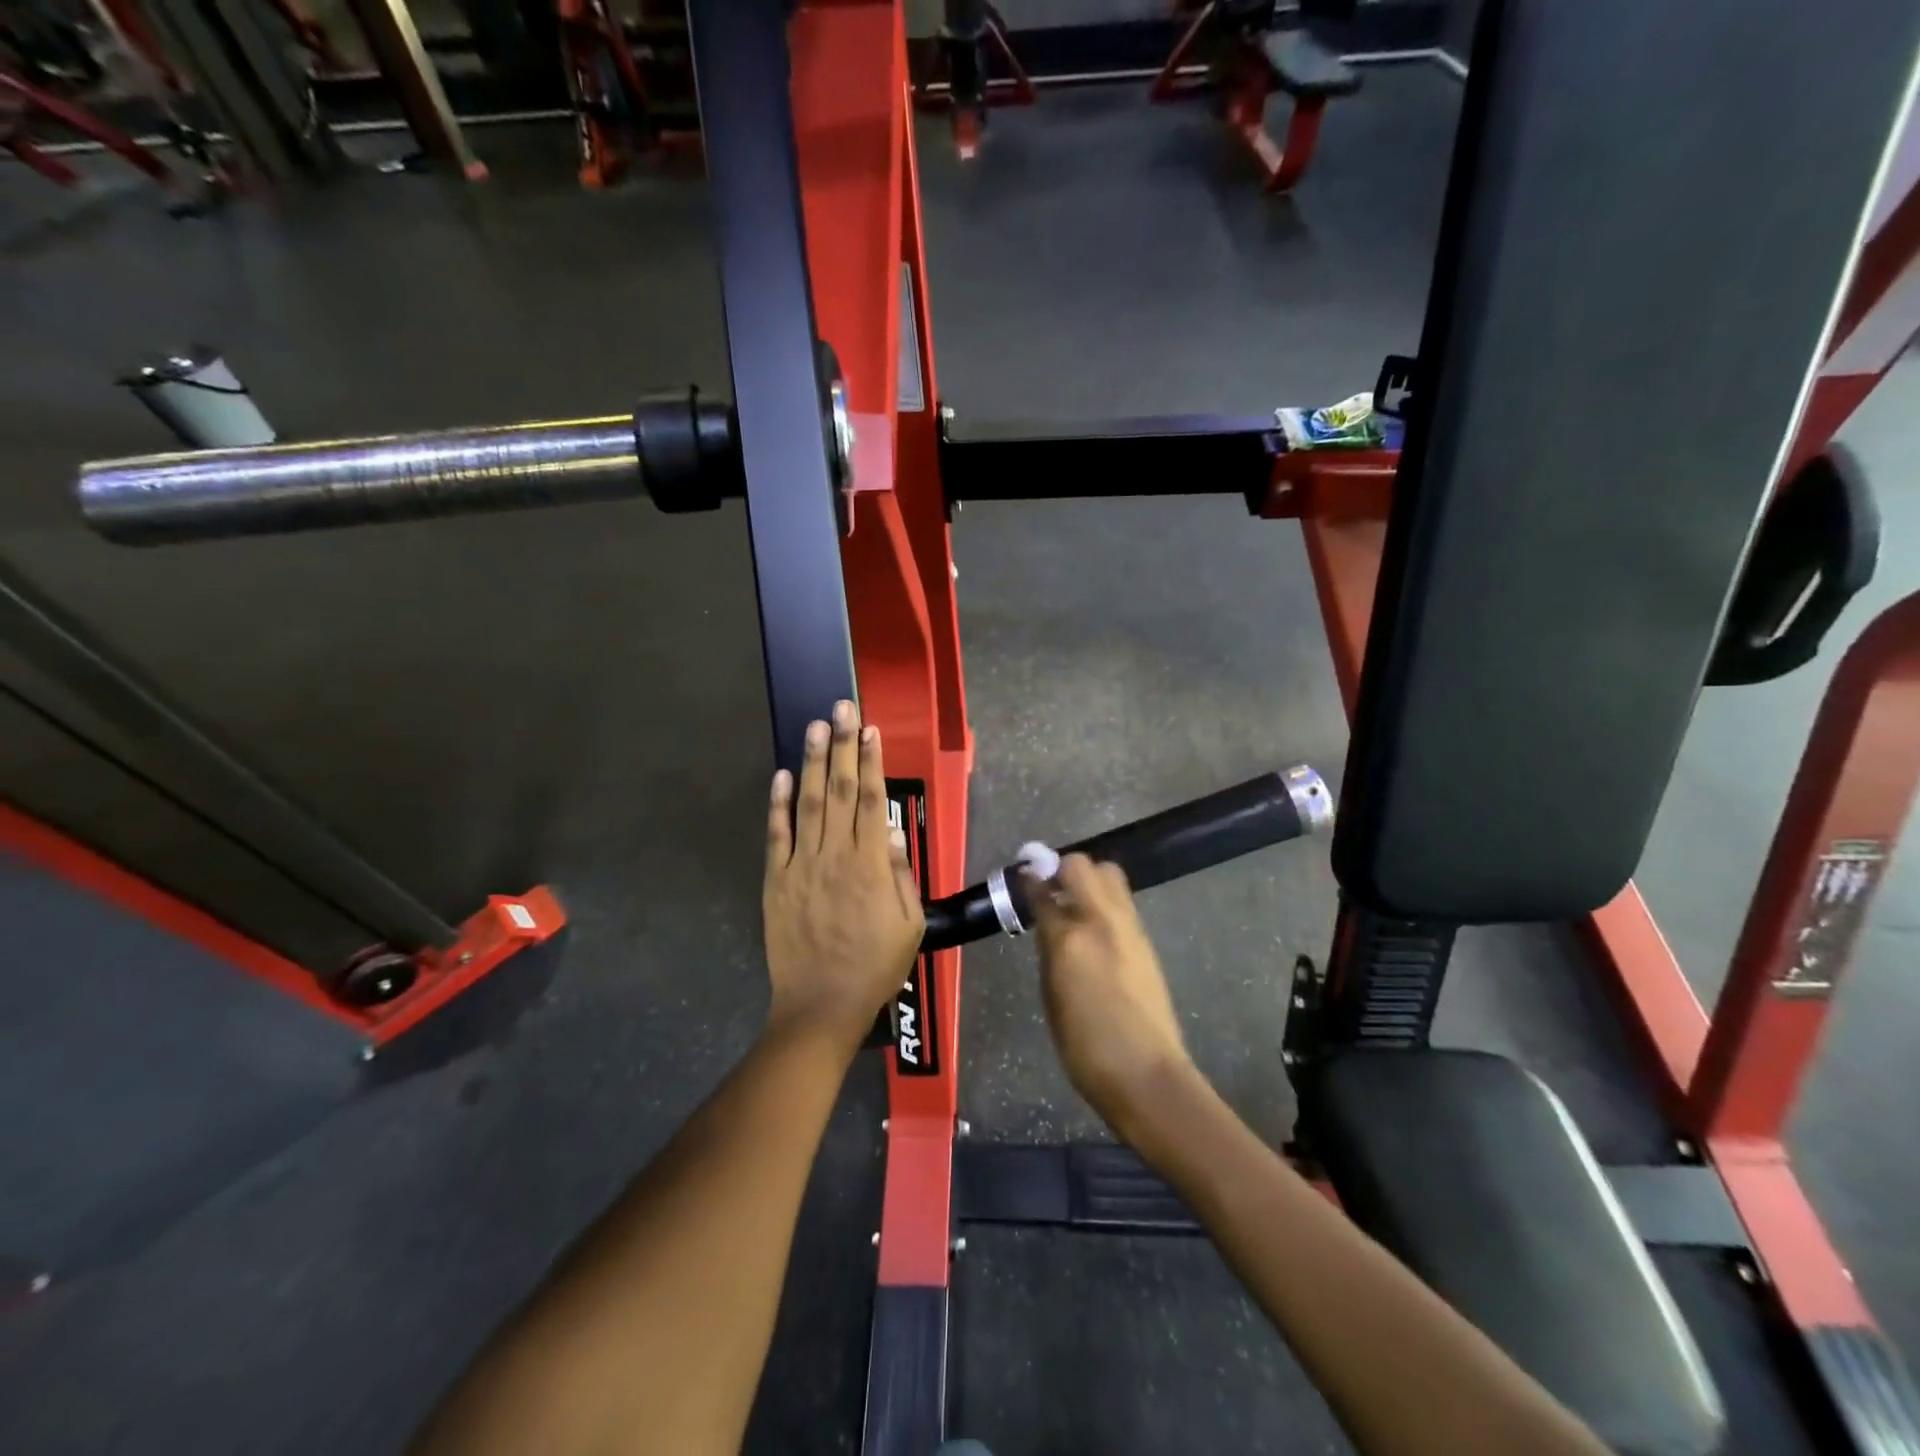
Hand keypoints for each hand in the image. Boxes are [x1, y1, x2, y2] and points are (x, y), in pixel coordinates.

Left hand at [763, 700, 925, 1055]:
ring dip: (813, 763)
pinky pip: (777, 836)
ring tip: (815, 726)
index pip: (871, 799)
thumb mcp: (909, 924)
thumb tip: (891, 831)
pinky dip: (778, 805)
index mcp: (871, 864)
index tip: (869, 729)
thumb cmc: (875, 966)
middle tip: (842, 708)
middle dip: (842, 745)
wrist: (822, 1005)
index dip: (871, 761)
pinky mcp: (777, 880)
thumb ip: (902, 874)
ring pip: (809, 803)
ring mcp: (801, 865)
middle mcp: (835, 854)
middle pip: (840, 790)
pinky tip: (782, 775)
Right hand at [1027, 855, 1195, 1138]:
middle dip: (1062, 868)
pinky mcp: (1146, 940)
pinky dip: (1104, 902)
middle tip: (1050, 889)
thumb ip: (1049, 948)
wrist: (1145, 1073)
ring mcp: (1130, 927)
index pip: (1044, 890)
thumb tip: (1047, 920)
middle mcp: (1102, 920)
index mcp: (1070, 938)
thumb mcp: (1052, 995)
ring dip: (1088, 880)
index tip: (1023, 875)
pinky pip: (1122, 902)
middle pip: (1082, 865)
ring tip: (1073, 906)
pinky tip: (1094, 929)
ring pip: (1109, 876)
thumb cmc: (1085, 1046)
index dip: (1031, 879)